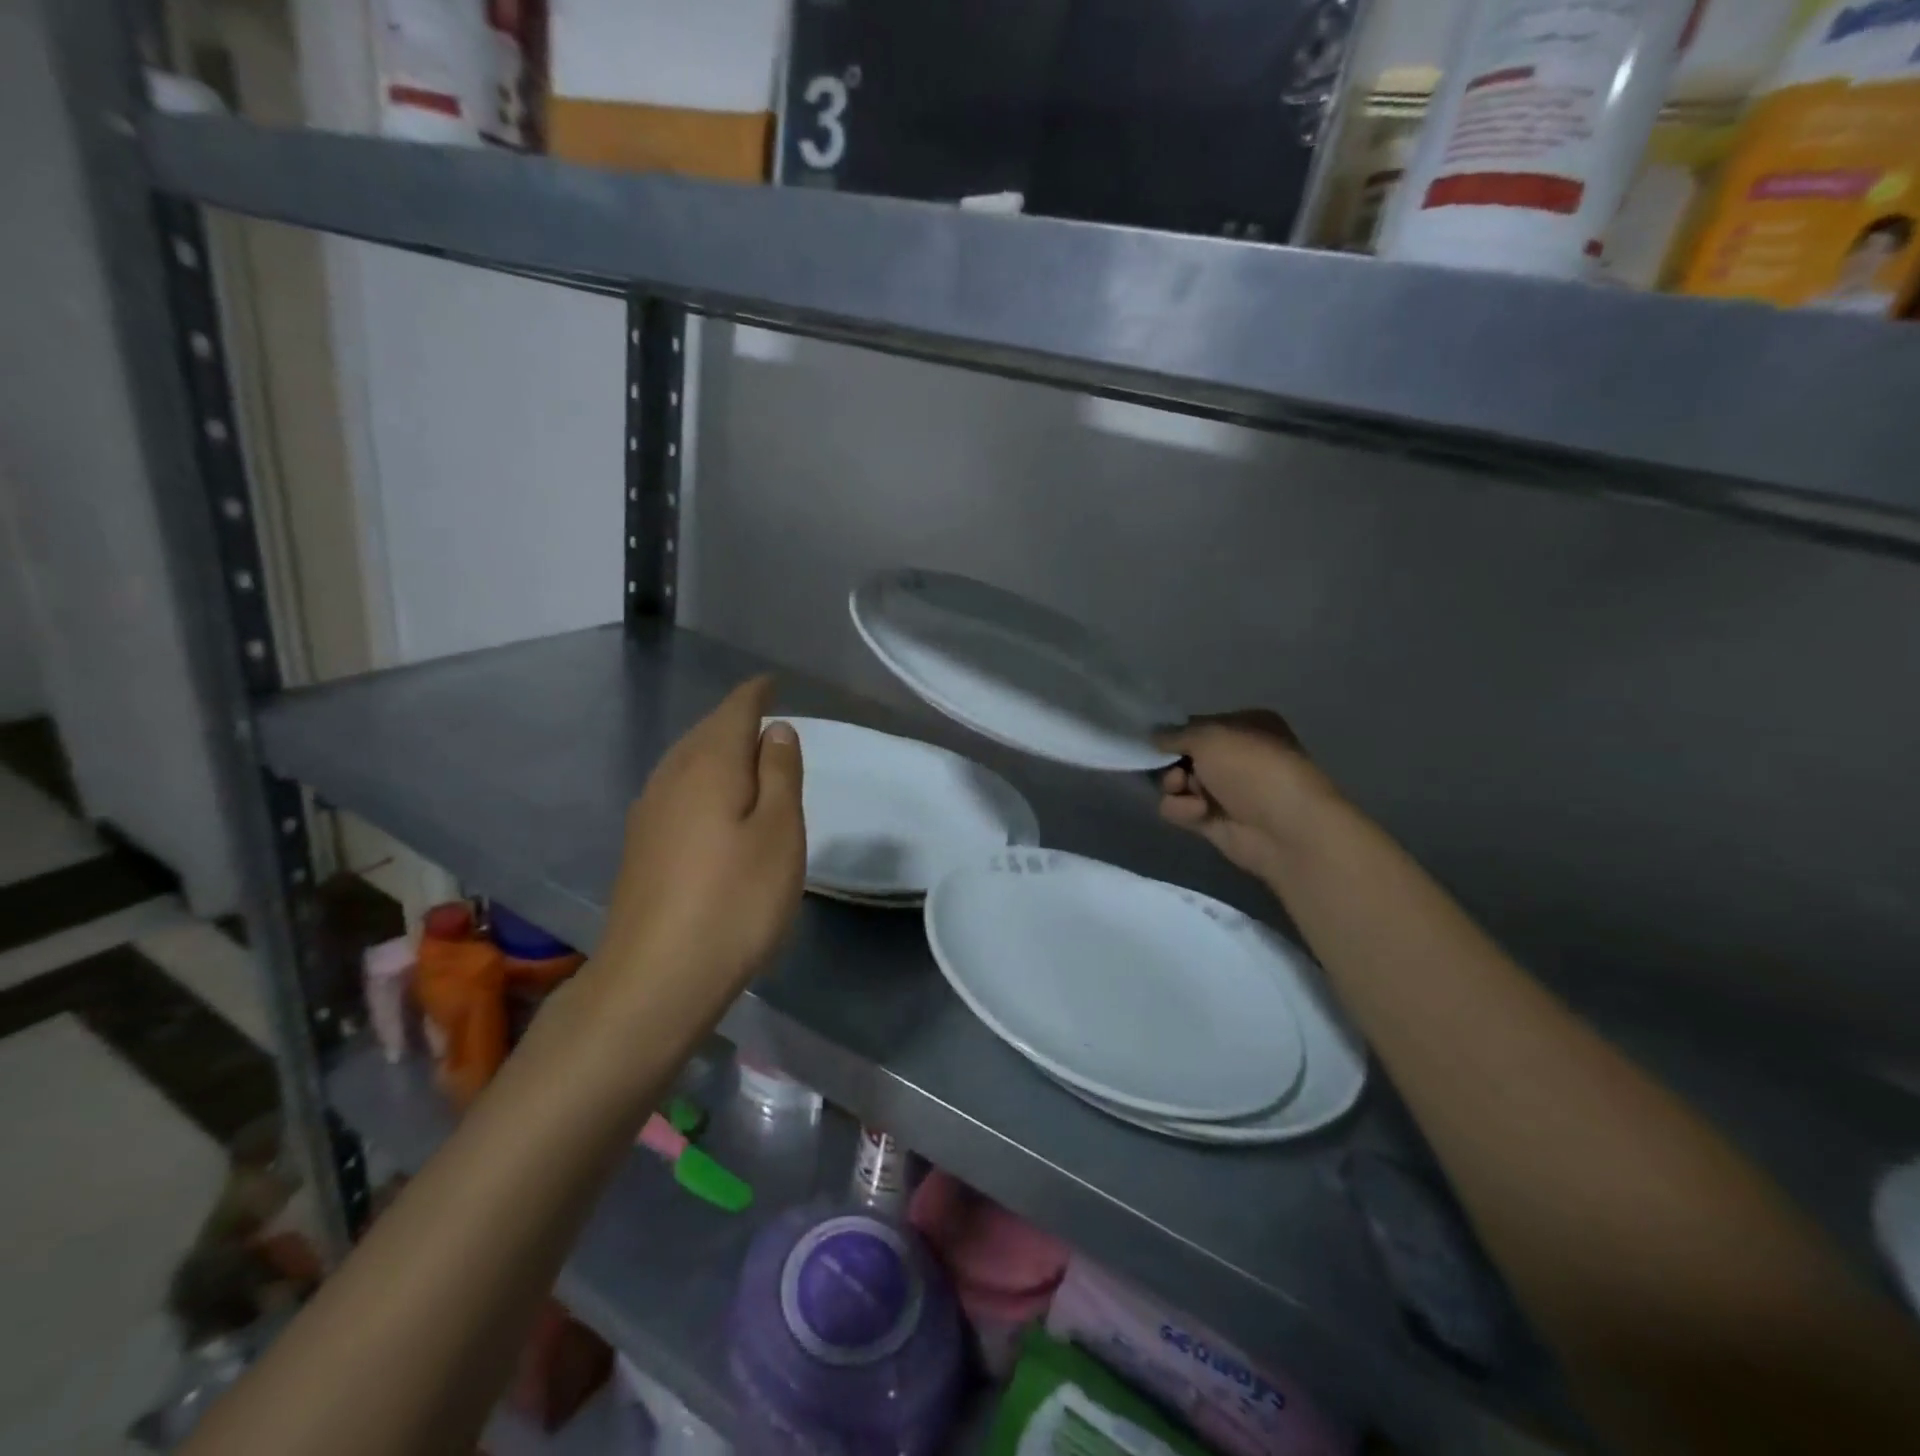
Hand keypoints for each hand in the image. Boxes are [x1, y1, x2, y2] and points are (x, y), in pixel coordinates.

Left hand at [589, 676, 804, 1023]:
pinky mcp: (640, 847)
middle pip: (705, 733)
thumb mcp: (779, 834)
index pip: (734, 711)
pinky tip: (710, 802)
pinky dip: (700, 780)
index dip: (756, 694)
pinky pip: (676, 790)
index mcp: (709, 766)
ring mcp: (648, 814)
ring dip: (715, 749)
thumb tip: (775, 730)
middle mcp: (671, 779)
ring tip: (743, 753)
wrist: (656, 979)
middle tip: (765, 717)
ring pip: (686, 761)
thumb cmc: (735, 901)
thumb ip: (780, 775)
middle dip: (734, 719)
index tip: (773, 683)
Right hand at [1155, 710, 1340, 878]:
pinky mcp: (1212, 821)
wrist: (1285, 830)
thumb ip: (1175, 734)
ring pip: (1176, 783)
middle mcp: (1235, 757)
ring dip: (1174, 786)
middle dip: (1171, 762)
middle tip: (1176, 770)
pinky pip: (1180, 809)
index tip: (1154, 741)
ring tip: (1187, 791)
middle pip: (1182, 756)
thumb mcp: (1209, 736)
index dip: (1175, 733)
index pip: (1197, 725)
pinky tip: (1199, 813)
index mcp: (1245, 726)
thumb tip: (1153, 737)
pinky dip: (1182, 810)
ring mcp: (1224, 791)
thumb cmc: (1252, 769)